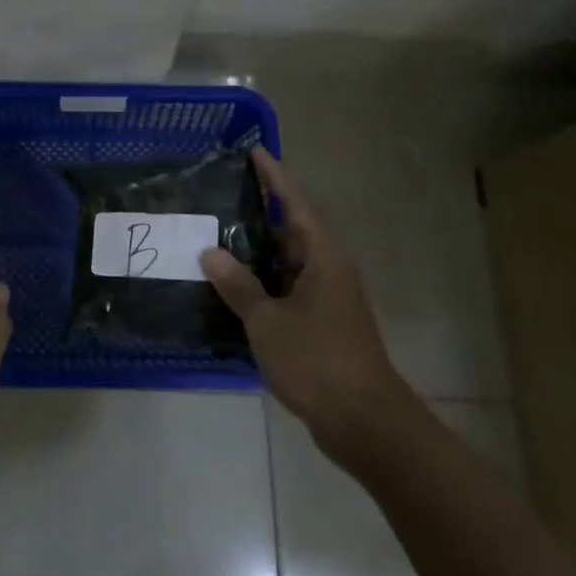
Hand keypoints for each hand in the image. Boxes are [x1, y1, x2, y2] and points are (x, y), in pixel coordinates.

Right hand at [202, 148, 415, 456]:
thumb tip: (211, 252)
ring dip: (258, 251)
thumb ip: (239, 286)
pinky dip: (262, 282)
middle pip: (293, 230)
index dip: (275, 178)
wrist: (365, 422)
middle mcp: (329, 271)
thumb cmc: (318, 360)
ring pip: (288, 263)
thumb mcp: (268, 321)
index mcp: (322, 258)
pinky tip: (233, 287)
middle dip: (262, 211)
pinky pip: (287, 290)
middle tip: (223, 194)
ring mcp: (328, 299)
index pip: (296, 205)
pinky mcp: (323, 325)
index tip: (255, 152)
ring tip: (218, 235)